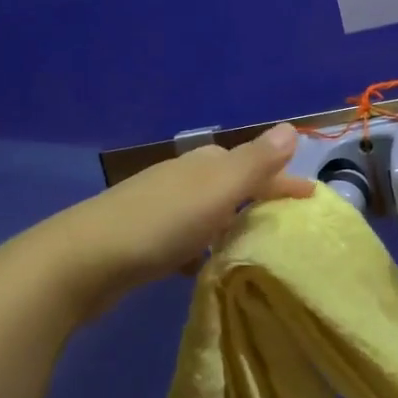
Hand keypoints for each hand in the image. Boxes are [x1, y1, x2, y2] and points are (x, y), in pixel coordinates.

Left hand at [41, 123, 315, 315]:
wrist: (82, 261)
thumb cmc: (159, 224)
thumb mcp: (216, 191)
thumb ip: (254, 163)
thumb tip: (291, 128)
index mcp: (203, 165)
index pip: (255, 165)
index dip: (284, 180)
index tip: (314, 198)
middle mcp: (181, 178)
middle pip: (231, 185)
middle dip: (259, 199)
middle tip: (287, 225)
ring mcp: (158, 207)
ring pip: (208, 212)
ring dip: (231, 224)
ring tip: (253, 249)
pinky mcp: (142, 239)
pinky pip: (185, 238)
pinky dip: (201, 248)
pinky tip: (204, 269)